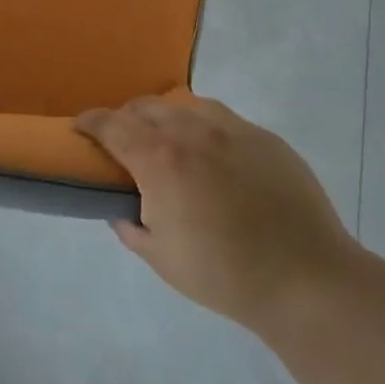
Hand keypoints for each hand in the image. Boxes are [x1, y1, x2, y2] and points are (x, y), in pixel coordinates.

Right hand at [76, 97, 356, 337]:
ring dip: (167, 117)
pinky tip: (214, 155)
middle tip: (124, 140)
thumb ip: (132, 229)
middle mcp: (192, 132)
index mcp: (160, 159)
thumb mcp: (161, 259)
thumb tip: (123, 211)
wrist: (304, 278)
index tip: (80, 126)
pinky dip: (205, 128)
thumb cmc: (223, 274)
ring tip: (169, 141)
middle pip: (147, 107)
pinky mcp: (266, 138)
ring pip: (187, 105)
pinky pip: (224, 120)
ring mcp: (234, 130)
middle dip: (127, 117)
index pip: (113, 125)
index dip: (90, 121)